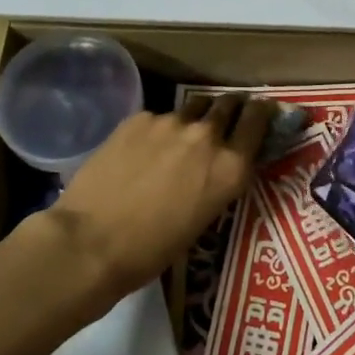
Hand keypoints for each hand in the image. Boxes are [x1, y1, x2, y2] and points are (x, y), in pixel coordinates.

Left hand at [47, 93, 274, 311]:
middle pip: (227, 104)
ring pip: (191, 109)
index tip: (262, 110)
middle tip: (223, 118)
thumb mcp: (203, 218)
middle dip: (229, 108)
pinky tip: (140, 151)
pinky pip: (157, 118)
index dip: (262, 112)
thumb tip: (214, 166)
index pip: (258, 120)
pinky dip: (157, 131)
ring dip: (193, 118)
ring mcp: (170, 123)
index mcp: (230, 167)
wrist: (92, 241)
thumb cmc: (152, 249)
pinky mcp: (137, 119)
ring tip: (179, 137)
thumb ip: (217, 181)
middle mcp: (207, 137)